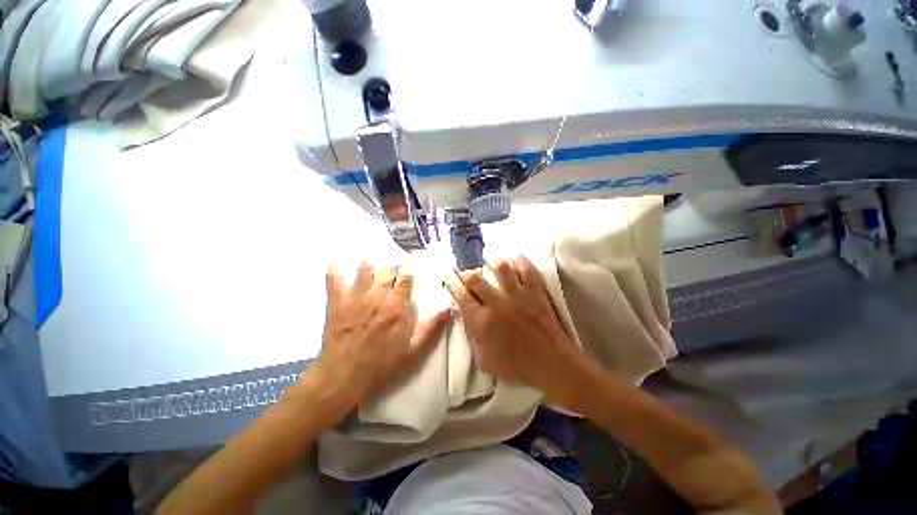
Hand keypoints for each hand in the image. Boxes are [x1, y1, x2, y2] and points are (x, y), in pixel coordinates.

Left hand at [301, 264, 449, 426]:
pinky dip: (336, 269)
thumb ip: (431, 327)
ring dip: (370, 266)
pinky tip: (338, 264)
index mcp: (398, 305)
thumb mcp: (413, 350)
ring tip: (372, 270)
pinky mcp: (337, 301)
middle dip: (392, 267)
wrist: (344, 376)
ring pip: (366, 268)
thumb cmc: (382, 364)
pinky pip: (334, 277)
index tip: (409, 271)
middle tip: (392, 272)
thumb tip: (448, 308)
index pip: (406, 276)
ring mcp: (356, 296)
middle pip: (387, 268)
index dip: (408, 271)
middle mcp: (378, 295)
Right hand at [444, 256, 593, 408]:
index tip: (447, 276)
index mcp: (482, 321)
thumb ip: (472, 337)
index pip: (461, 295)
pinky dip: (519, 260)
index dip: (451, 283)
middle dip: (465, 272)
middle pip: (475, 278)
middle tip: (464, 272)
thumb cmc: (517, 367)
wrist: (551, 364)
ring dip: (491, 261)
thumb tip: (465, 317)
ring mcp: (518, 295)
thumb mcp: (484, 361)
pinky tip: (514, 257)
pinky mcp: (535, 292)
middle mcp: (497, 303)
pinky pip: (526, 269)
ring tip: (488, 260)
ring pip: (501, 267)